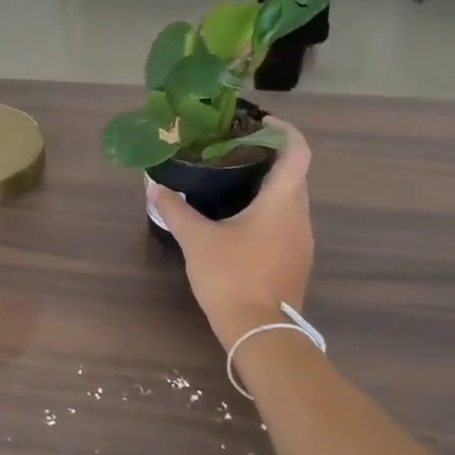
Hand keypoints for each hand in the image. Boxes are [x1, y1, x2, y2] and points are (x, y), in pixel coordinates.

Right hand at [149, 120, 314, 350]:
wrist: (260, 332)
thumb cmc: (232, 276)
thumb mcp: (196, 240)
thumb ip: (175, 210)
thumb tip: (153, 186)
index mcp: (283, 201)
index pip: (297, 151)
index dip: (282, 131)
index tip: (258, 122)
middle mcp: (300, 215)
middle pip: (293, 174)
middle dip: (267, 157)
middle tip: (231, 150)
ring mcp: (301, 240)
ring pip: (289, 199)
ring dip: (267, 186)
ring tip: (231, 181)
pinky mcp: (295, 260)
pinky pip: (285, 221)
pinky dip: (267, 210)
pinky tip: (238, 219)